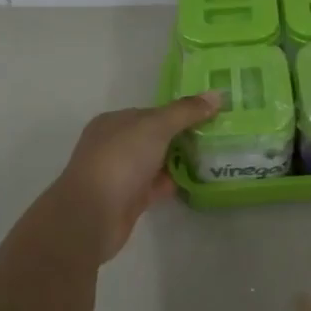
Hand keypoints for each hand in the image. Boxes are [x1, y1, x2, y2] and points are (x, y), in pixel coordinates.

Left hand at [45, 92, 221, 262]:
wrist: (92, 216)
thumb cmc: (120, 160)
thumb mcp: (156, 126)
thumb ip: (186, 111)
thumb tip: (217, 94)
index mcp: (114, 122)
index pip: (152, 112)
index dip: (180, 112)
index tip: (209, 115)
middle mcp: (115, 144)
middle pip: (155, 136)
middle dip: (183, 136)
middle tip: (218, 135)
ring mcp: (121, 173)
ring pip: (157, 161)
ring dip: (181, 159)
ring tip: (215, 155)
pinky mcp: (129, 199)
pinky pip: (157, 184)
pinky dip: (175, 181)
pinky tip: (199, 179)